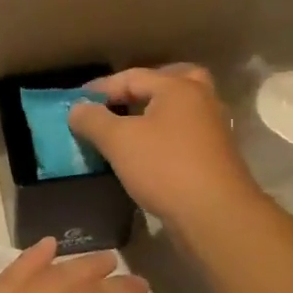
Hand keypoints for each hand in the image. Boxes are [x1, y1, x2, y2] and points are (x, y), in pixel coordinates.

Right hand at [68, 65, 258, 230]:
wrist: (215, 215)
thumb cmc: (165, 168)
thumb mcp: (118, 141)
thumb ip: (93, 119)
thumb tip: (77, 108)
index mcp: (178, 88)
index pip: (133, 77)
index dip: (101, 88)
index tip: (77, 102)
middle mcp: (201, 101)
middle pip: (171, 81)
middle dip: (143, 88)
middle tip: (119, 100)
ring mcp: (213, 129)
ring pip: (181, 109)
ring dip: (155, 112)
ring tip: (129, 126)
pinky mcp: (216, 156)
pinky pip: (185, 133)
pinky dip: (165, 135)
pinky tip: (147, 152)